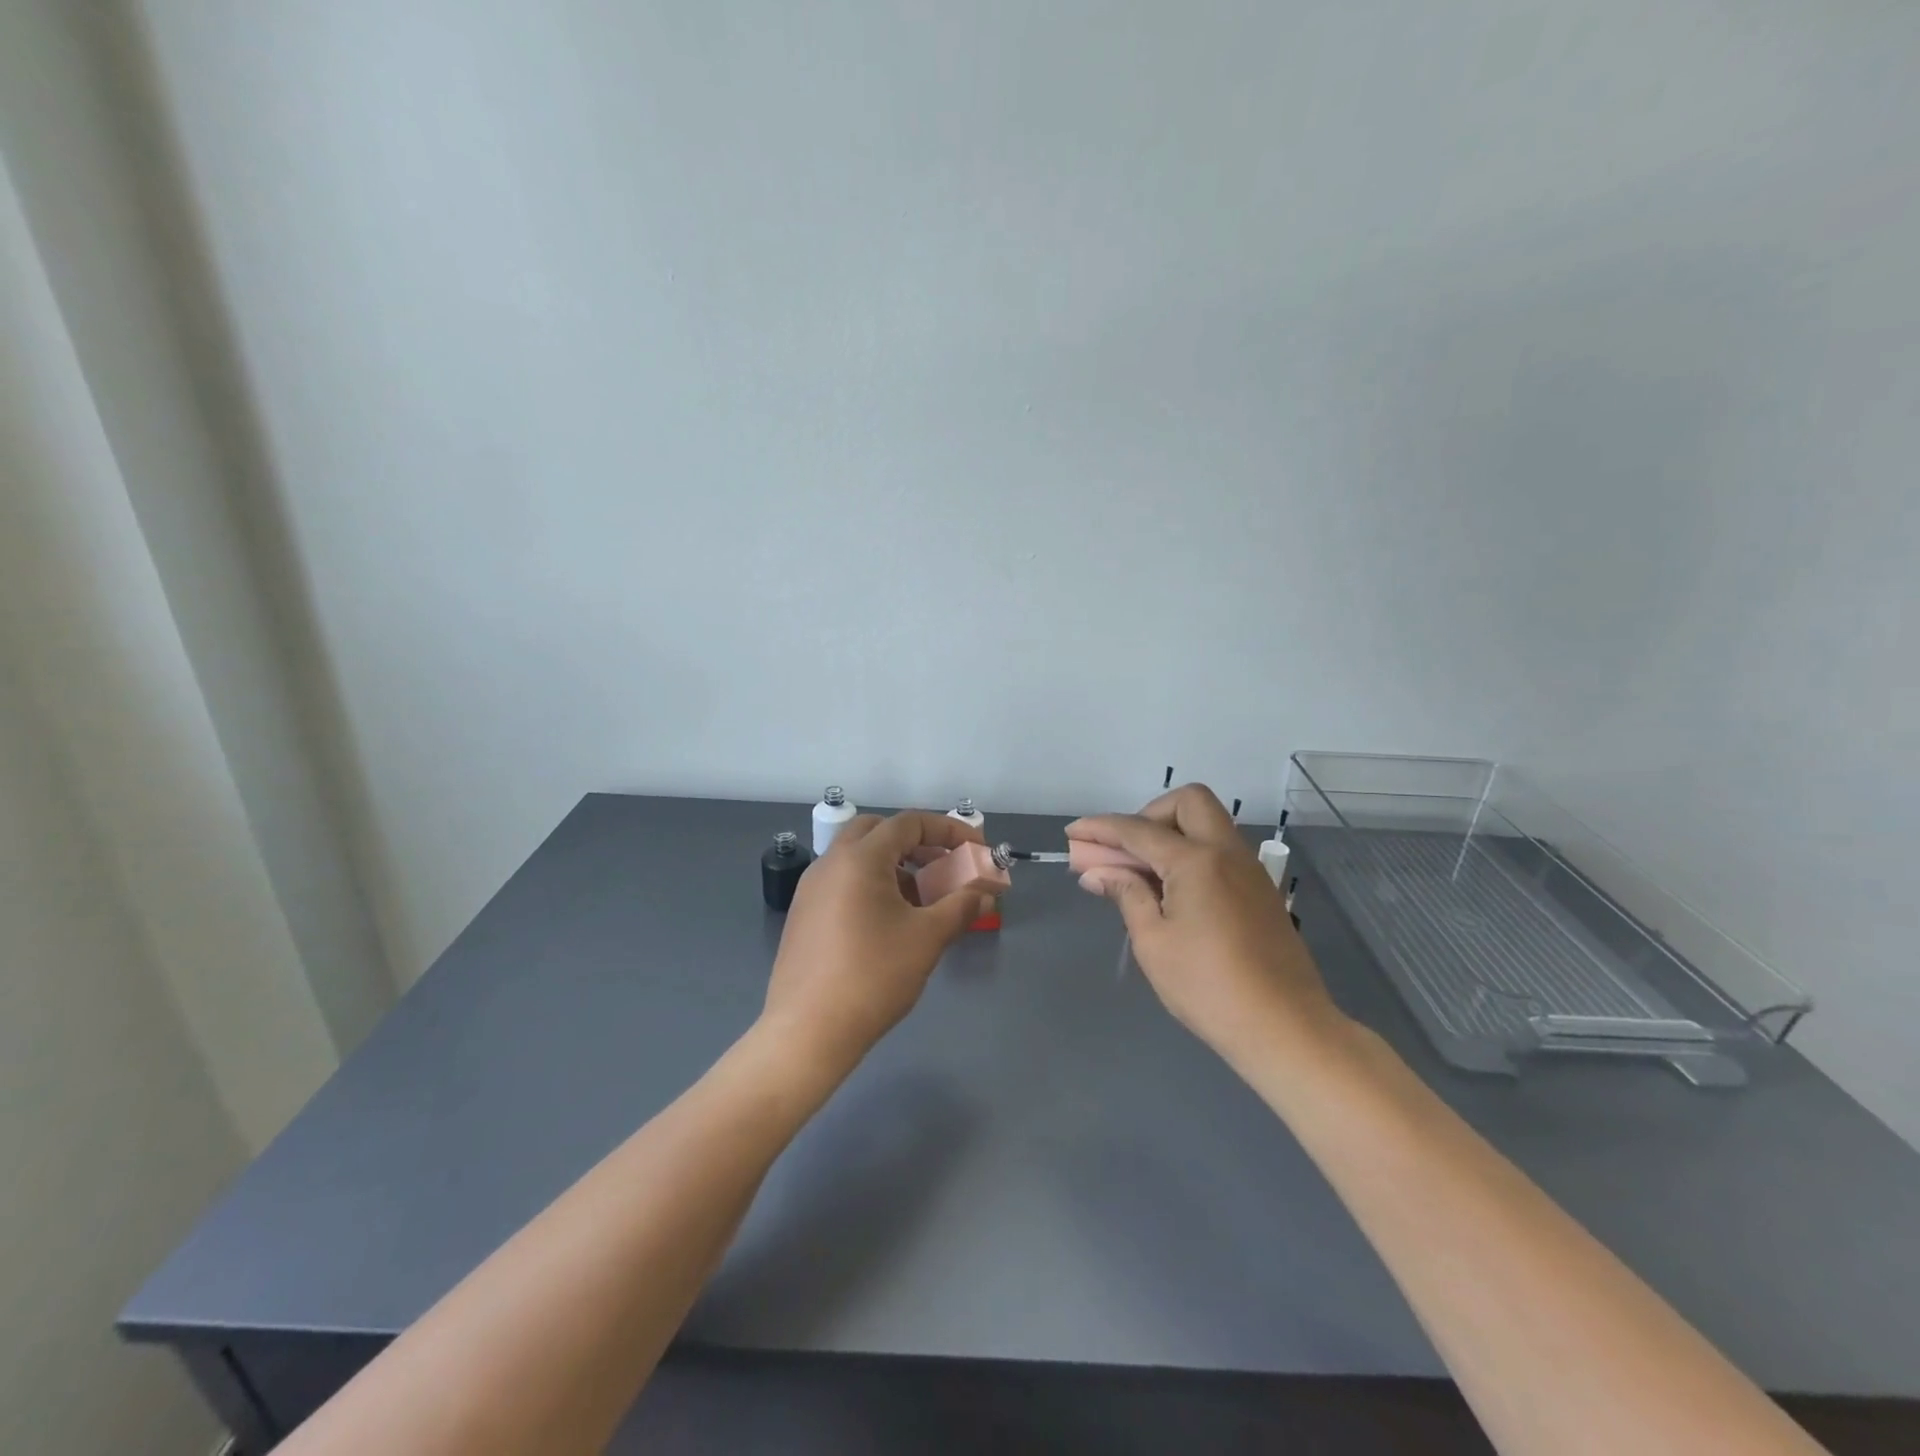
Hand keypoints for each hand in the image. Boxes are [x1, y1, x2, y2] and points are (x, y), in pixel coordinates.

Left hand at [761, 810, 989, 1078]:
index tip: (976, 850)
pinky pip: (842, 881)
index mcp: (859, 858)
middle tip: (943, 866)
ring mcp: (810, 888)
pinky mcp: (803, 914)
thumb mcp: (927, 938)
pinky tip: (889, 922)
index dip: (948, 830)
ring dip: (894, 865)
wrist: (807, 1032)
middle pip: (878, 831)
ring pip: (858, 857)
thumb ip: (961, 906)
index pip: (909, 823)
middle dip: (916, 842)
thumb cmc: (873, 977)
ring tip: (922, 899)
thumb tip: (986, 892)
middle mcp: (830, 862)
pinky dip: (871, 884)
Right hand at [1067, 784, 1343, 1064]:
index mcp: (1196, 861)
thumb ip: (1126, 895)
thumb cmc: (1208, 987)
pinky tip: (1174, 892)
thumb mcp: (1153, 942)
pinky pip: (1221, 851)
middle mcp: (1227, 852)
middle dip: (1149, 814)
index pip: (1138, 830)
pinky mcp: (1261, 891)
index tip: (1073, 832)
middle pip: (1188, 801)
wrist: (1286, 1028)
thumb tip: (1098, 873)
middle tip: (1127, 851)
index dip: (1100, 828)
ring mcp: (1250, 870)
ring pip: (1208, 824)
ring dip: (1172, 833)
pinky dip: (1192, 854)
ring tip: (1144, 874)